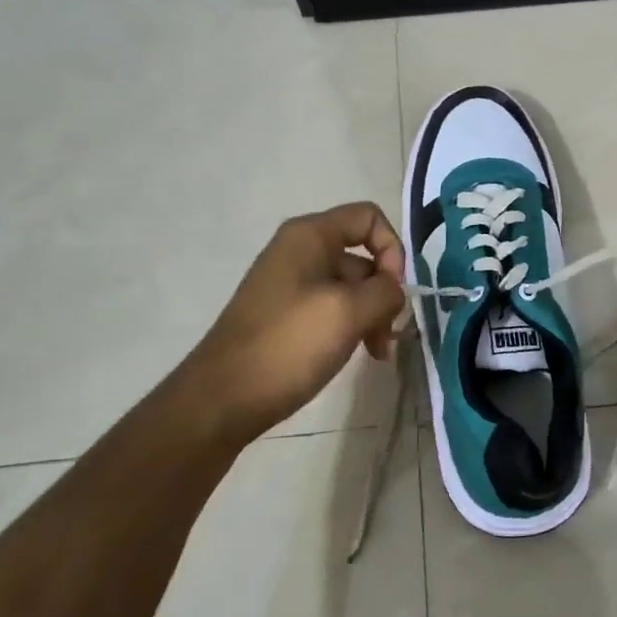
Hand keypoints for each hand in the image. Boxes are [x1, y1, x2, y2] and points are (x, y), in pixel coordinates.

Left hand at [175, 202, 405, 442]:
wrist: (222, 398)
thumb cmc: (288, 344)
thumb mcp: (348, 312)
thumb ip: (385, 291)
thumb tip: (393, 290)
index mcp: (310, 236)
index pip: (369, 218)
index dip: (392, 249)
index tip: (394, 291)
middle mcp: (299, 251)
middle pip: (362, 255)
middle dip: (384, 291)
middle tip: (389, 333)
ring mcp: (291, 284)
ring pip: (350, 287)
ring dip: (372, 314)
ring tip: (378, 353)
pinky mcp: (287, 315)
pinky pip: (332, 308)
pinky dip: (352, 326)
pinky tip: (360, 354)